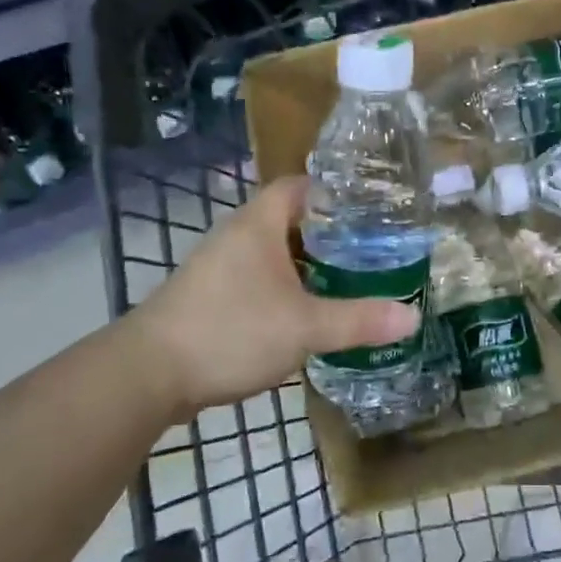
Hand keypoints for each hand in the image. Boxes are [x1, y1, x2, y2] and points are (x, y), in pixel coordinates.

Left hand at [131, 176, 419, 413]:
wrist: (148, 375)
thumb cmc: (230, 332)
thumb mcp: (305, 328)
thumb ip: (359, 321)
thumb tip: (412, 317)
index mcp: (258, 225)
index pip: (301, 186)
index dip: (336, 192)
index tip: (374, 209)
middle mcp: (237, 236)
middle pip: (291, 220)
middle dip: (332, 234)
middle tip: (374, 250)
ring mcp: (220, 267)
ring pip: (275, 254)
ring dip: (309, 265)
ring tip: (350, 280)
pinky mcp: (211, 297)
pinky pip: (259, 280)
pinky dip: (287, 288)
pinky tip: (309, 312)